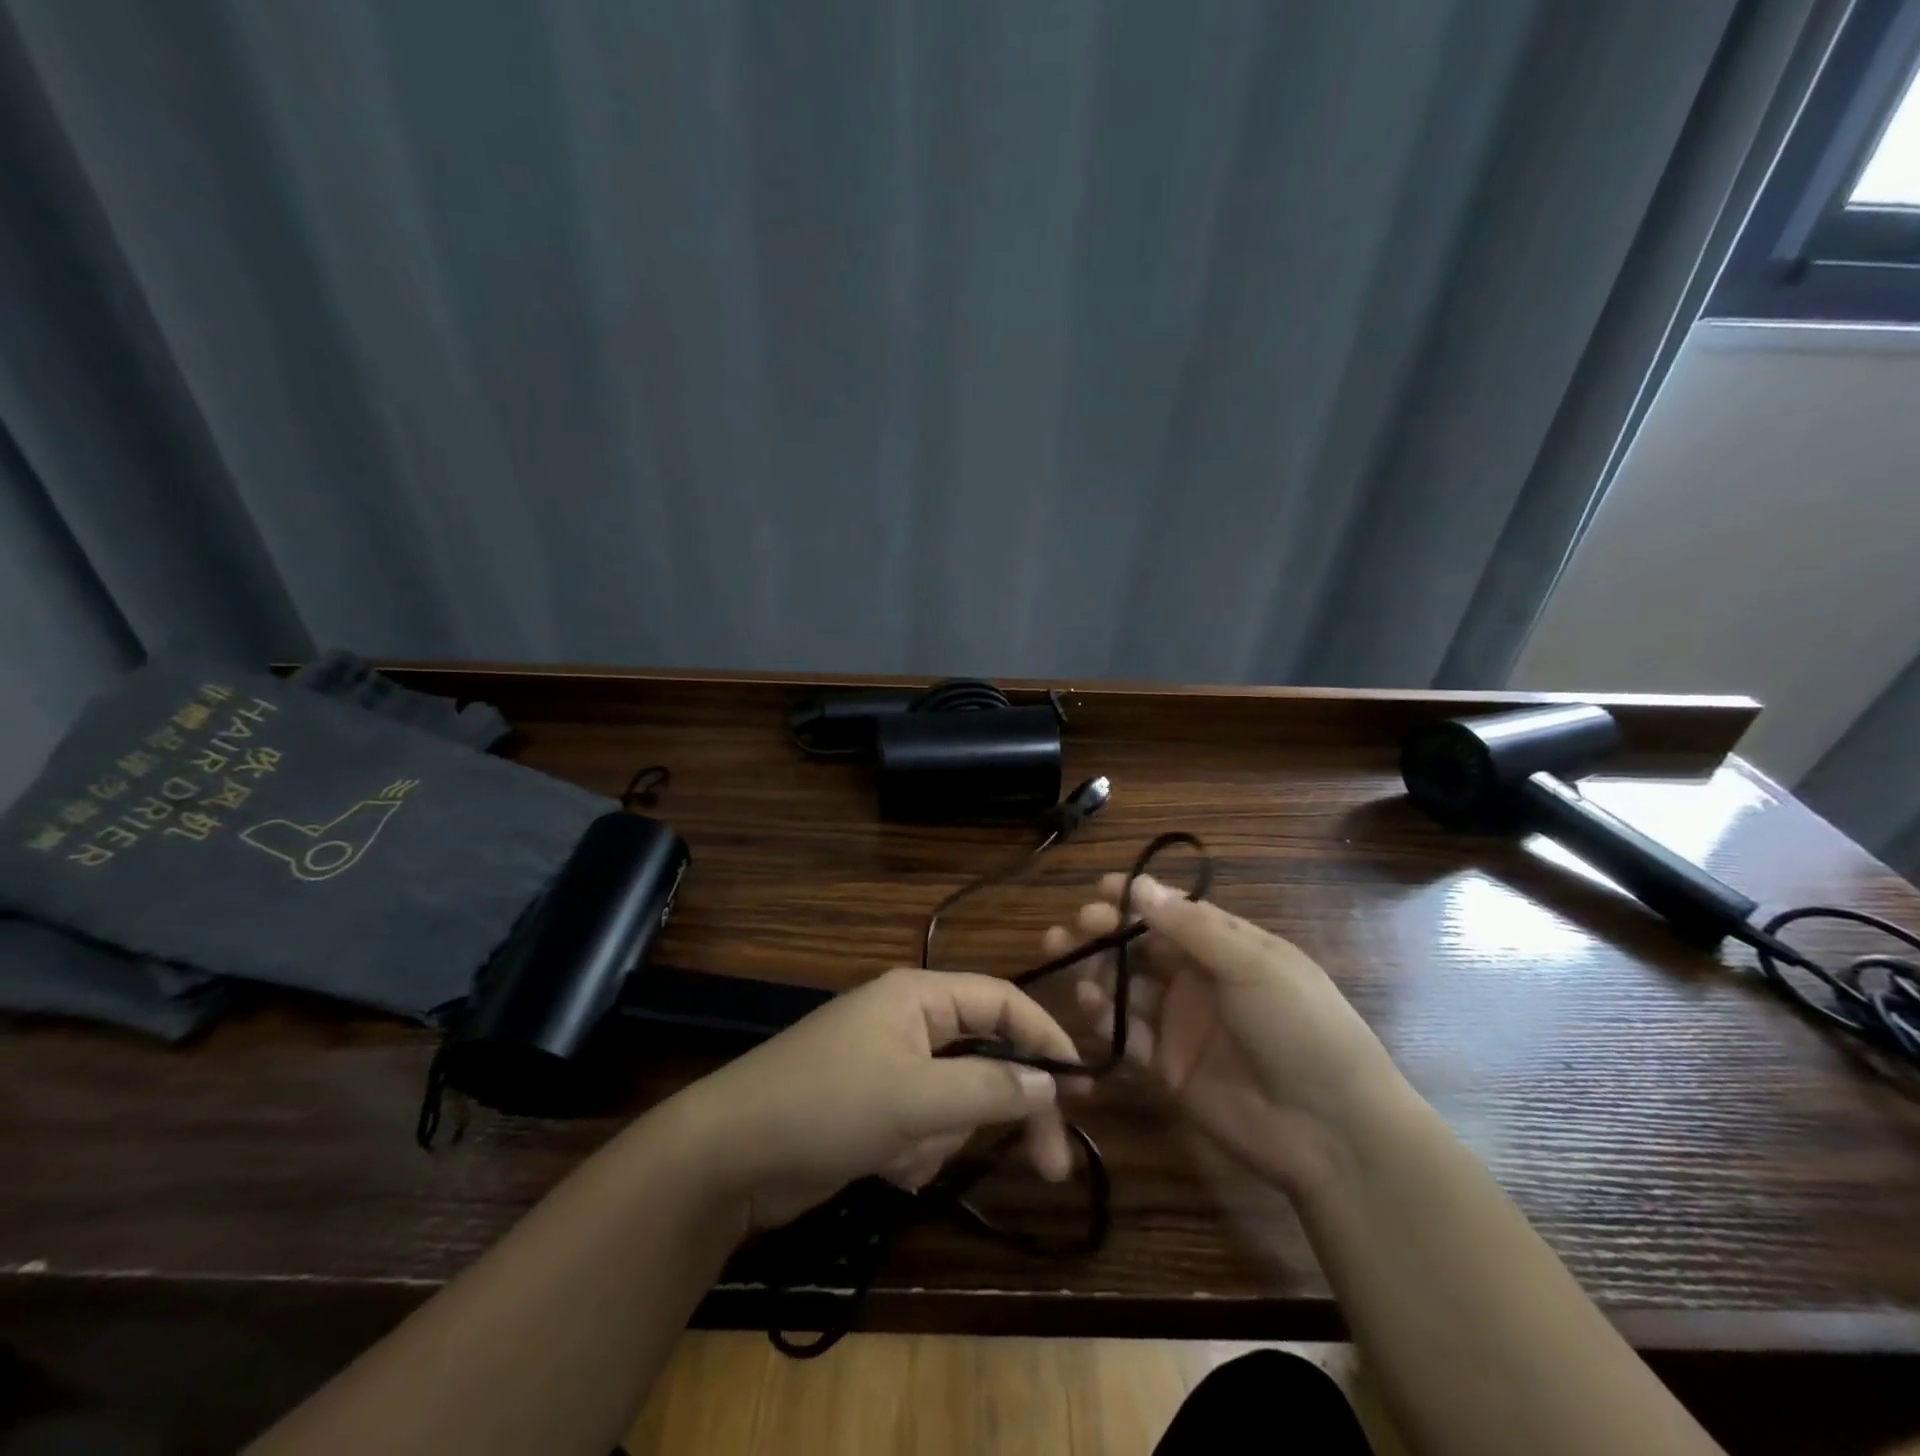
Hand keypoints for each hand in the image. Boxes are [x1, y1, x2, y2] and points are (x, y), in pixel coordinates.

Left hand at [668, 968, 1081, 1231]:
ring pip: (953, 1101)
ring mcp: (887, 1067)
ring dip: (941, 1136)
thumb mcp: (916, 1099)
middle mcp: (907, 1023)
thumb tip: (1050, 1082)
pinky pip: (921, 1128)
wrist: (729, 1156)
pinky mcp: (871, 1109)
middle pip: (984, 1059)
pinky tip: (881, 1164)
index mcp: (918, 996)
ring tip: (902, 1153)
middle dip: (1006, 1110)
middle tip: (1050, 1167)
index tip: (1084, 1086)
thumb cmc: (827, 1106)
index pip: (1001, 1002)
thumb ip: (988, 1090)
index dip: (1045, 1037)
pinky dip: (913, 1152)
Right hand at [1053, 874, 1404, 1193]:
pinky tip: (1091, 1008)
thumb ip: (1191, 927)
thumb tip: (1140, 884)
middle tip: (1072, 930)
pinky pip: (1126, 1035)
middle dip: (1104, 935)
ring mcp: (1181, 1024)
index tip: (1098, 889)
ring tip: (1073, 967)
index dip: (1135, 899)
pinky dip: (1105, 1019)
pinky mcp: (1167, 1066)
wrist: (1332, 1130)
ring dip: (1097, 974)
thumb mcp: (1251, 965)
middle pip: (1140, 948)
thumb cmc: (1300, 1027)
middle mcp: (1198, 979)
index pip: (1172, 912)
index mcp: (1227, 947)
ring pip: (1126, 988)